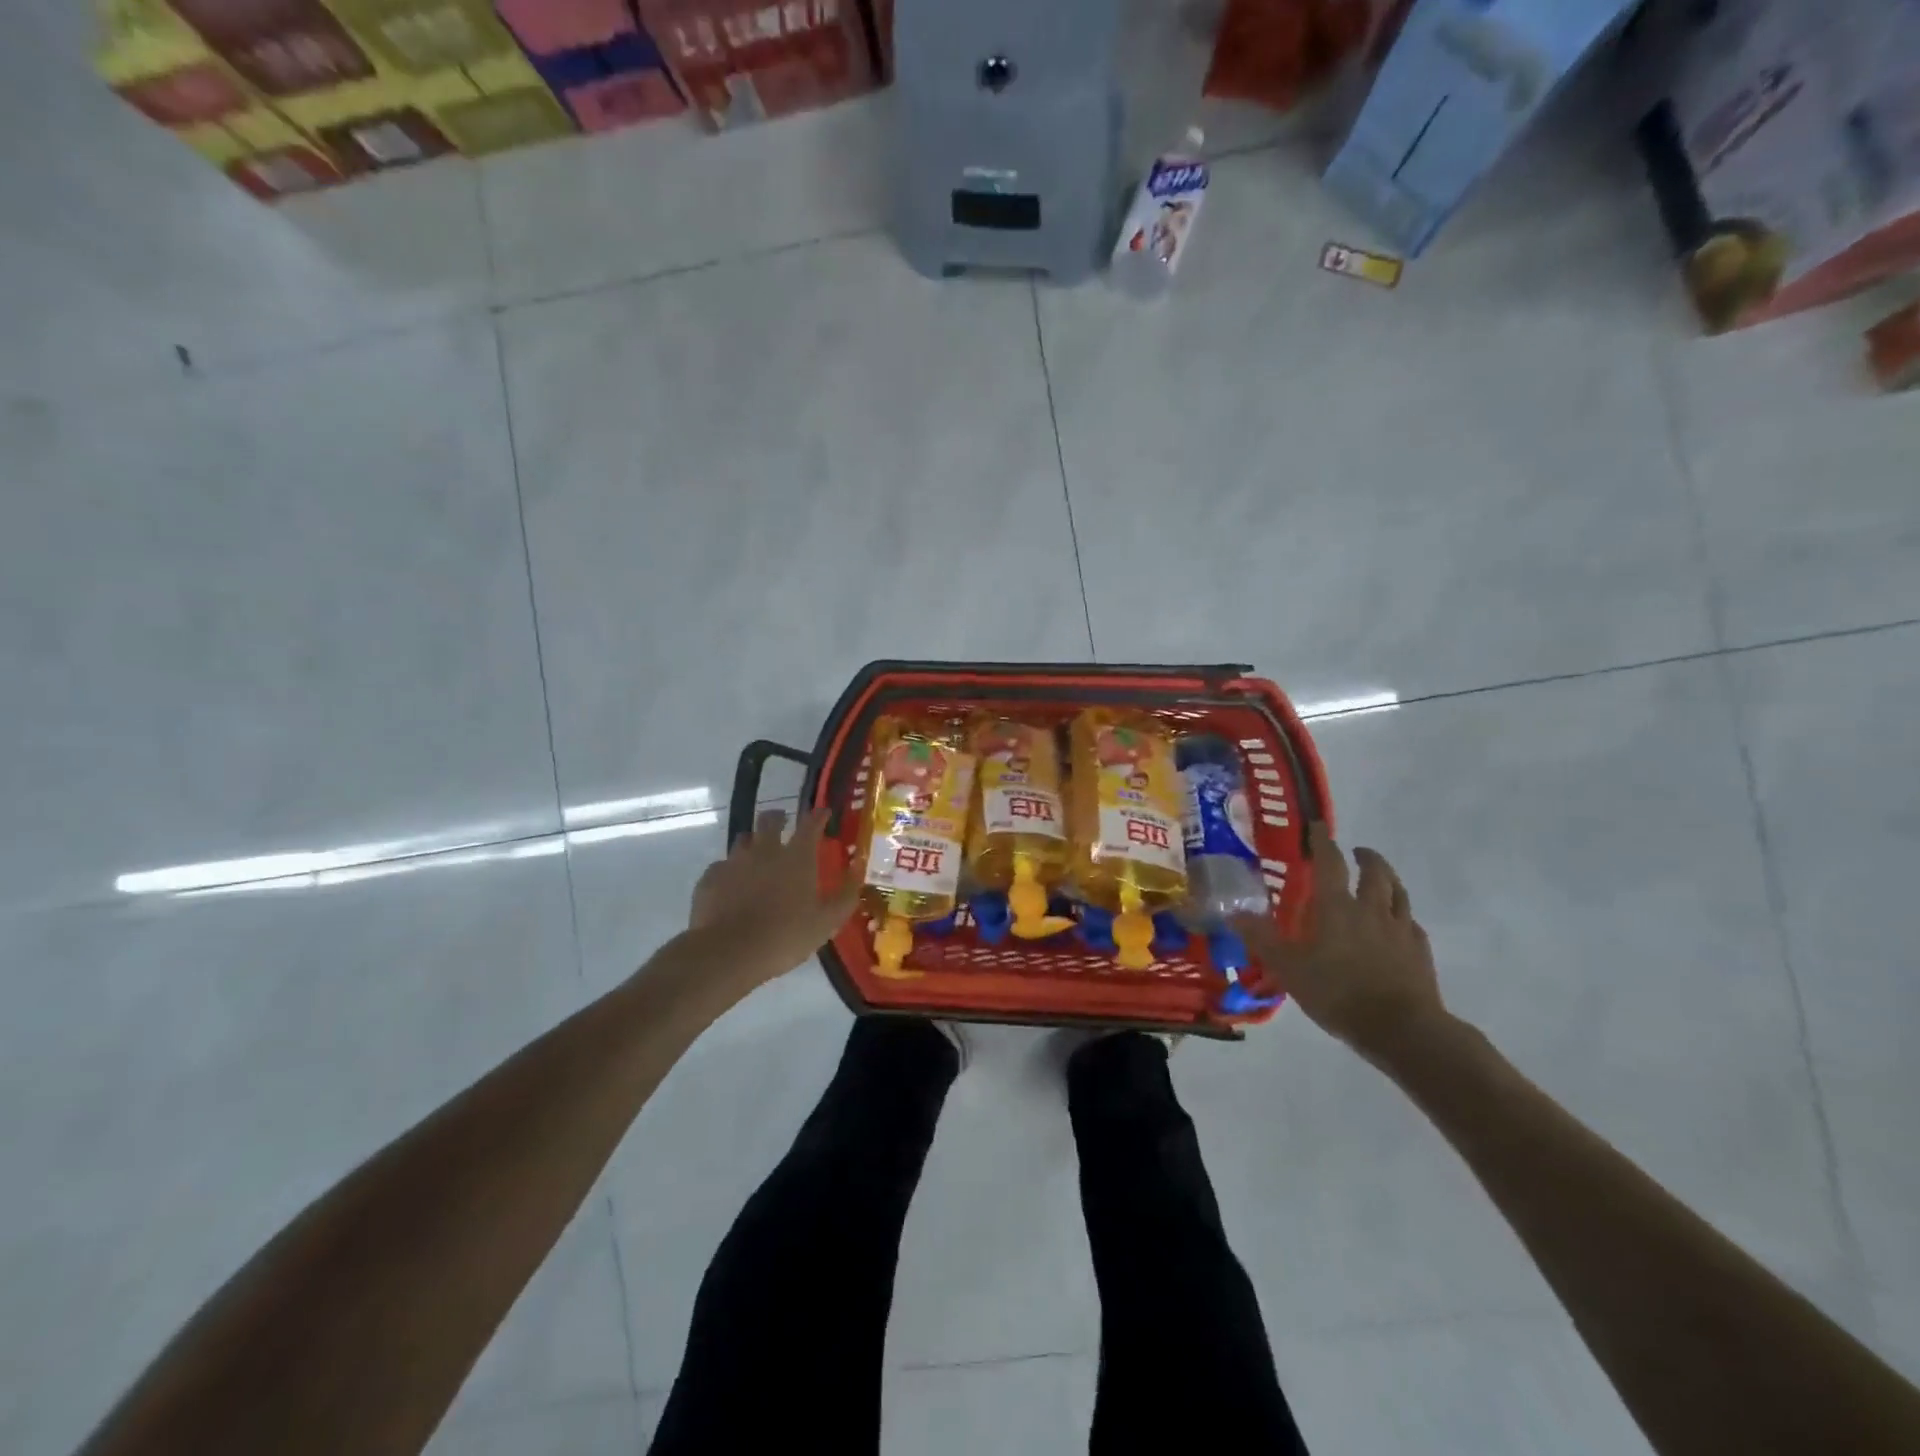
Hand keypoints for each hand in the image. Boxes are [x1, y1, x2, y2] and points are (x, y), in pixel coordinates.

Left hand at [688, 808, 857, 986]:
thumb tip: (858, 868)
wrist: (729, 953)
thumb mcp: (828, 921)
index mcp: (797, 857)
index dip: (818, 815)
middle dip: (778, 817)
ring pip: (743, 839)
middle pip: (769, 819)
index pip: (810, 824)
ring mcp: (734, 862)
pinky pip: (721, 866)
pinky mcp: (710, 878)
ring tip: (756, 856)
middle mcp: (765, 850)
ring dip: (752, 842)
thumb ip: (846, 893)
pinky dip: (729, 871)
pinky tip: (731, 885)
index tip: (823, 812)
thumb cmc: (786, 936)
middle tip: (783, 824)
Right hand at [1234, 824, 1446, 1061]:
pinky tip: (1398, 925)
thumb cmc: (1338, 993)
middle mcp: (1370, 909)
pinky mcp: (1419, 952)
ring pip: (1398, 893)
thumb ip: (1261, 939)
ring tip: (1380, 879)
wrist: (1402, 1029)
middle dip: (1365, 857)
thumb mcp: (1288, 968)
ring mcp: (1399, 929)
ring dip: (1388, 879)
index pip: (1329, 862)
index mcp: (1337, 906)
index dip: (1322, 841)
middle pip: (1374, 872)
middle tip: (1356, 852)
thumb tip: (1233, 912)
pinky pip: (1411, 924)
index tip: (1318, 826)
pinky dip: (1402, 916)